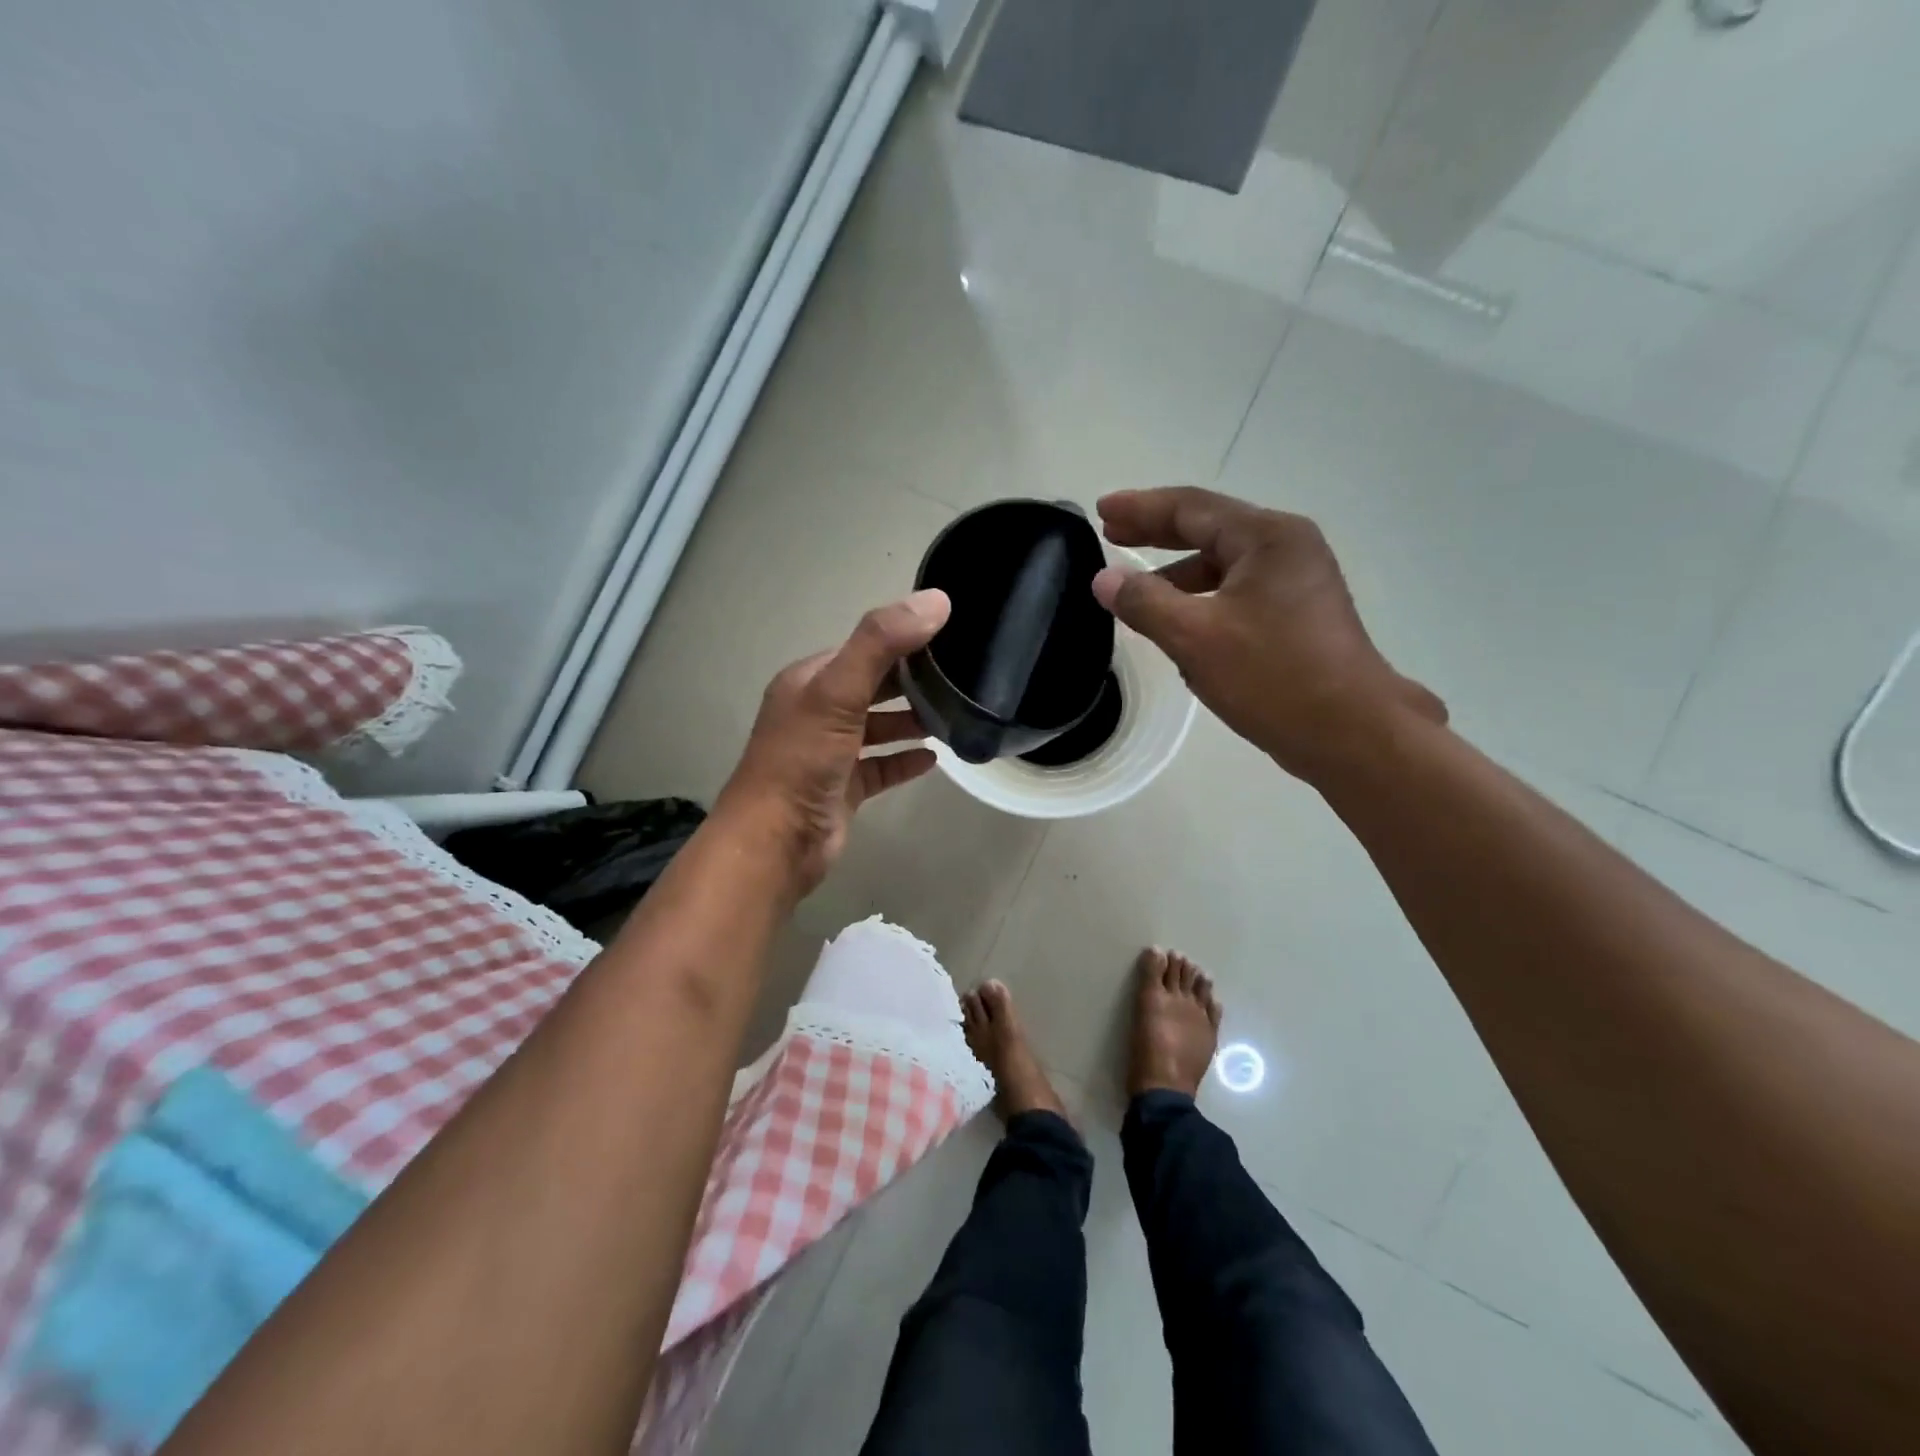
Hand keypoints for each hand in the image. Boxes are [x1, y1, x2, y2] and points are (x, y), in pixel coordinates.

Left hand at [715, 590, 950, 897]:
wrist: (776, 842)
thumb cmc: (803, 760)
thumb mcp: (838, 692)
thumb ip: (882, 643)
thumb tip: (936, 601)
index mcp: (810, 681)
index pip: (862, 649)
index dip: (902, 639)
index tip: (949, 634)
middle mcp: (817, 712)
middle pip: (872, 687)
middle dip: (911, 680)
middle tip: (960, 675)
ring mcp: (830, 753)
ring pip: (877, 728)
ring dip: (910, 721)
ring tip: (953, 714)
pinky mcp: (844, 788)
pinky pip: (881, 767)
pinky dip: (904, 760)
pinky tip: (934, 759)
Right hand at [1091, 487, 1445, 782]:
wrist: (1352, 733)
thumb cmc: (1273, 677)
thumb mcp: (1195, 638)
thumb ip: (1144, 602)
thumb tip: (1104, 578)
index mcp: (1266, 538)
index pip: (1191, 507)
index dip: (1141, 507)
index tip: (1101, 509)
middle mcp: (1287, 548)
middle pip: (1210, 528)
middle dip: (1158, 533)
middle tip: (1112, 533)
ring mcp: (1298, 581)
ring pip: (1225, 565)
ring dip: (1179, 573)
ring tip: (1138, 588)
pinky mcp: (1300, 614)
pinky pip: (1239, 593)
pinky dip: (1203, 599)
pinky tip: (1180, 624)